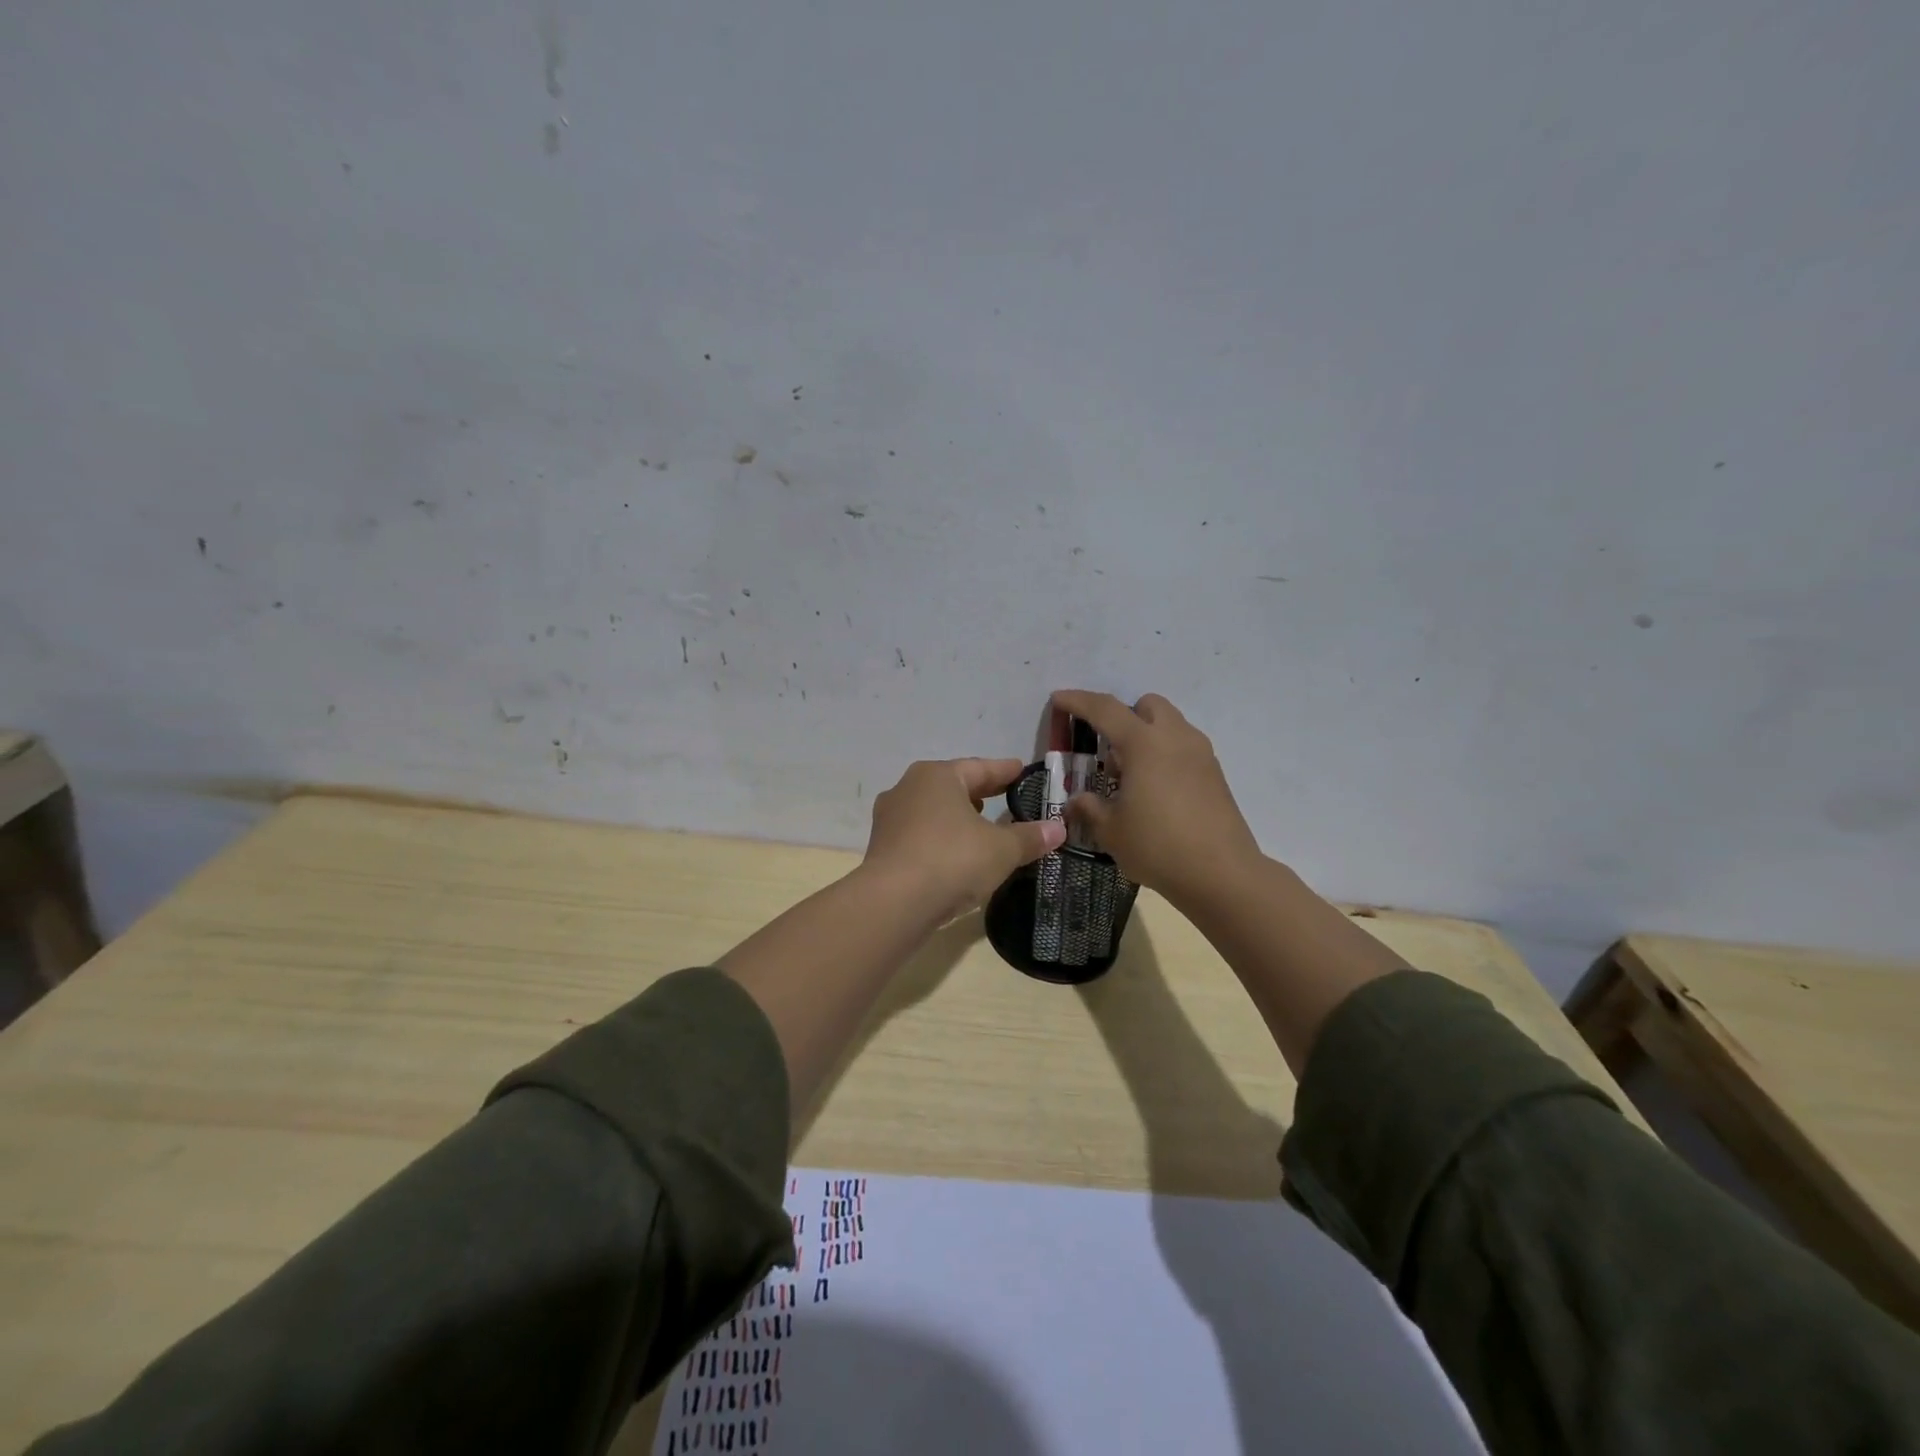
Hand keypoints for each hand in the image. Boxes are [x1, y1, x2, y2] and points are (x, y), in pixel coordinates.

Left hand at [863, 758, 1066, 923]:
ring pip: (932, 811)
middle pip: (952, 786)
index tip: (1021, 770)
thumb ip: (1029, 837)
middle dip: (978, 792)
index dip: (1004, 771)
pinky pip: (920, 835)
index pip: (980, 768)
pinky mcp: (882, 848)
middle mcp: (908, 788)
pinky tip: (954, 854)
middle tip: (1003, 795)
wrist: (893, 903)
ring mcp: (890, 818)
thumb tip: (1058, 829)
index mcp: (937, 776)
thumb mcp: (1001, 849)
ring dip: (956, 817)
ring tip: (979, 826)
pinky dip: (940, 839)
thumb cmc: (952, 860)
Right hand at [1050, 690, 1262, 906]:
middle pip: (1147, 706)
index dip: (1078, 701)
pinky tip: (1155, 791)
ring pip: (1169, 725)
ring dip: (1146, 735)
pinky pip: (1183, 747)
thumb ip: (1090, 808)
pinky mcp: (1215, 774)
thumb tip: (1077, 800)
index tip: (1058, 699)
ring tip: (1130, 776)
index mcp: (1144, 744)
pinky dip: (1165, 754)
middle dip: (1123, 716)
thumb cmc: (1158, 846)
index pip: (1105, 709)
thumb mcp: (1111, 830)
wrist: (1222, 874)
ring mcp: (1200, 754)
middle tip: (1107, 748)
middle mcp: (1175, 738)